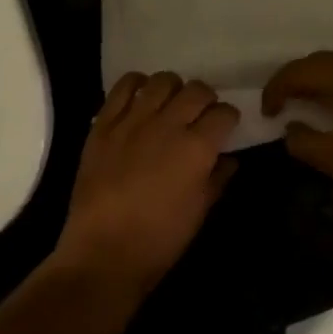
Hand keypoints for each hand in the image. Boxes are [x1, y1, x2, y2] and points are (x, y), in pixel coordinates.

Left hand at [52, 72, 238, 296]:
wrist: (104, 252)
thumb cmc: (160, 240)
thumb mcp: (199, 212)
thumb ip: (217, 179)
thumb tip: (228, 159)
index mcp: (197, 148)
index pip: (224, 113)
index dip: (229, 117)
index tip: (226, 125)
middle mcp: (168, 125)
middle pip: (197, 90)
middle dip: (206, 98)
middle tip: (201, 113)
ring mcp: (133, 120)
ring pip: (162, 81)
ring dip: (173, 88)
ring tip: (170, 102)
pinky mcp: (104, 123)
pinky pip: (123, 87)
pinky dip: (136, 84)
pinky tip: (140, 95)